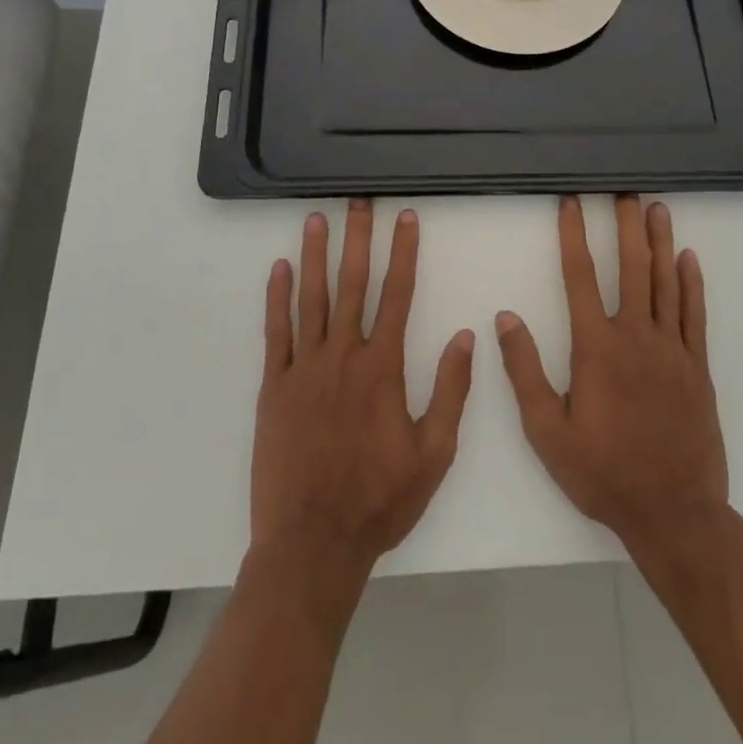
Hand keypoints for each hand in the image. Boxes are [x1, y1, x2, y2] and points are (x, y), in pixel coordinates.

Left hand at [253, 201, 475, 578]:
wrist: (313, 542)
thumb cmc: (380, 500)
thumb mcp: (434, 452)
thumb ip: (450, 390)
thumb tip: (467, 337)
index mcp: (383, 367)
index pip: (397, 294)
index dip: (404, 252)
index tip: (405, 218)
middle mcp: (343, 356)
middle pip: (353, 284)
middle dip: (359, 238)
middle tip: (359, 201)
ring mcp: (304, 368)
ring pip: (312, 298)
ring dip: (316, 255)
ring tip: (317, 219)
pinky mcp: (274, 386)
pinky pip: (276, 332)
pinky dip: (277, 298)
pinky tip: (280, 269)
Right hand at [495, 195, 728, 561]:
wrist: (673, 513)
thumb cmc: (602, 473)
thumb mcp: (546, 431)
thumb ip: (524, 371)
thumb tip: (505, 318)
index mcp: (596, 348)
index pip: (580, 277)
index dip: (573, 236)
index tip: (570, 203)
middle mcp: (636, 337)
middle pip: (631, 267)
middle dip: (625, 225)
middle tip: (624, 191)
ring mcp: (671, 350)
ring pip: (665, 282)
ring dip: (660, 242)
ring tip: (656, 208)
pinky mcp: (697, 367)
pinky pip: (693, 315)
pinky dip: (691, 283)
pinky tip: (688, 258)